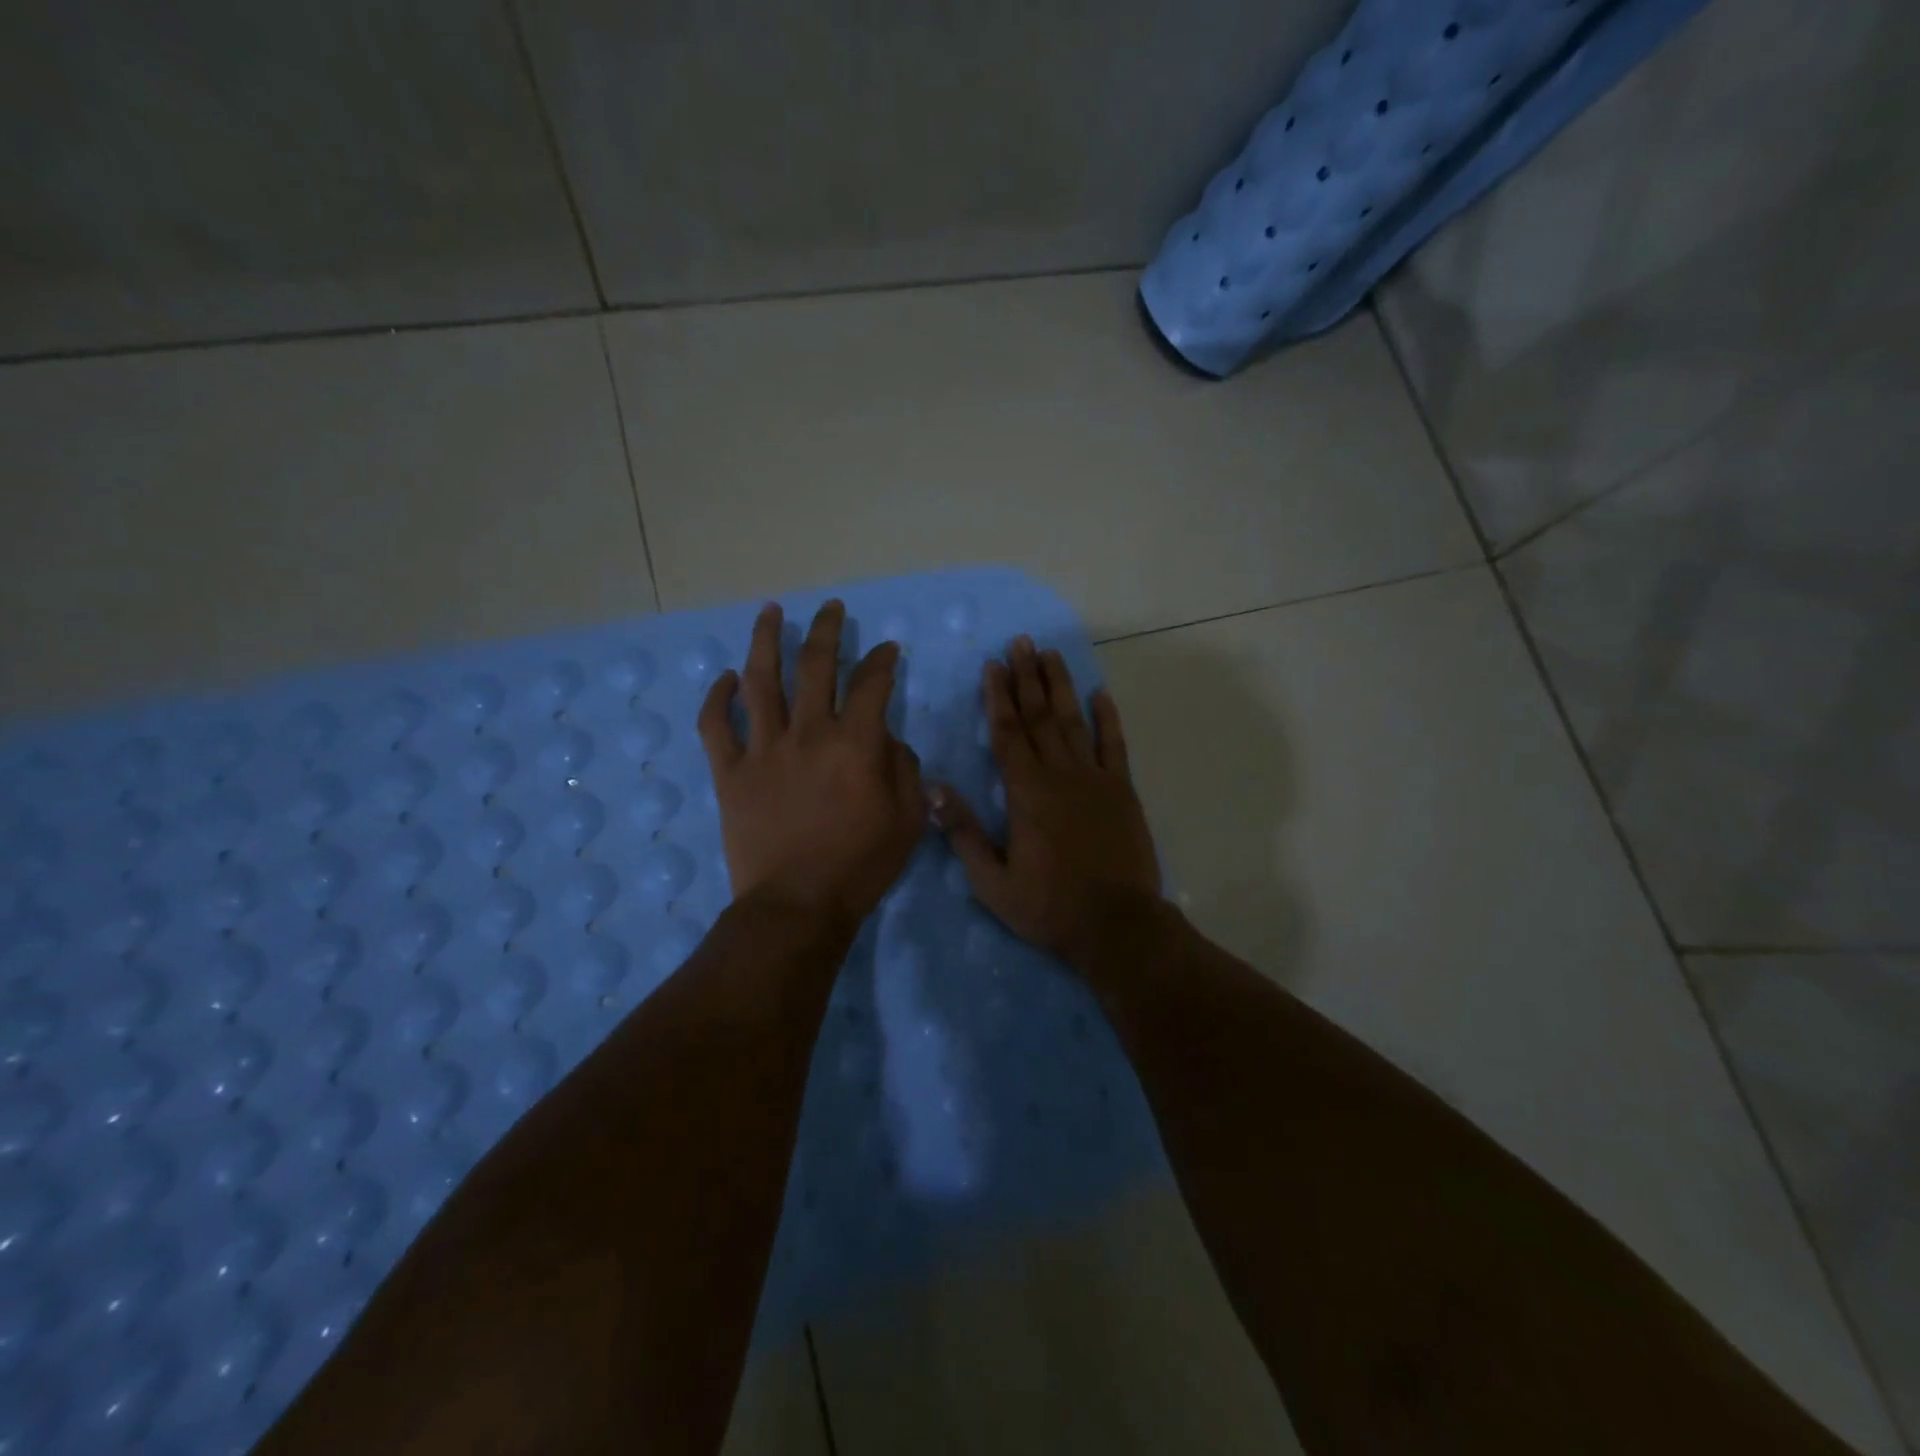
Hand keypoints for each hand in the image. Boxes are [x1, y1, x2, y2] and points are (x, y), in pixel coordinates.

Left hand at [699, 600, 925, 934]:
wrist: (797, 905)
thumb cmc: (861, 865)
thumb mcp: (908, 819)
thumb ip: (904, 768)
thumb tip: (887, 740)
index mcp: (855, 743)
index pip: (871, 683)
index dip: (881, 660)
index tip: (886, 649)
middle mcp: (808, 733)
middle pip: (815, 665)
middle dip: (826, 630)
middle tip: (831, 609)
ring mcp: (763, 750)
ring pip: (760, 680)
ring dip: (765, 640)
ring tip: (770, 611)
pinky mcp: (729, 773)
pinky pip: (716, 726)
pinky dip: (718, 698)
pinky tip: (726, 678)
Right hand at [931, 636, 1161, 967]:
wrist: (1116, 925)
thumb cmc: (1048, 907)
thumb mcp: (992, 882)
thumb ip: (963, 834)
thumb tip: (934, 790)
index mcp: (1026, 793)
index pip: (1008, 733)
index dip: (998, 697)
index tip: (992, 665)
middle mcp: (1061, 775)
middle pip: (1040, 716)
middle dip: (1027, 677)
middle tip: (1021, 642)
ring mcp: (1096, 779)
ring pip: (1074, 721)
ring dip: (1061, 686)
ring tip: (1051, 654)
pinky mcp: (1123, 791)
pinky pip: (1114, 745)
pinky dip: (1107, 718)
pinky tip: (1100, 694)